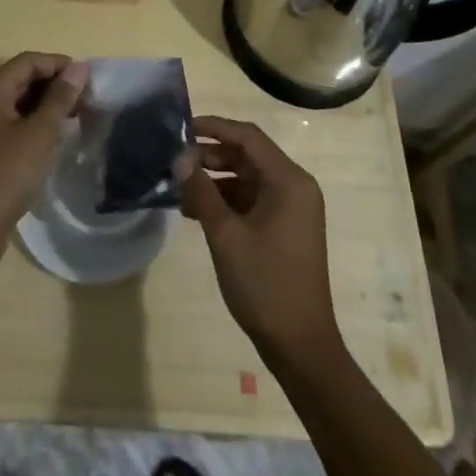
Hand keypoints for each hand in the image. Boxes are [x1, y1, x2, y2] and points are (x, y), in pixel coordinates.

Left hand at [0, 52, 86, 274]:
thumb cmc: (3, 175)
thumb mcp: (39, 134)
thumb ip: (60, 98)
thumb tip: (80, 67)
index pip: (28, 61)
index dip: (59, 64)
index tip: (88, 79)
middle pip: (22, 80)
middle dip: (55, 85)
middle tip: (87, 100)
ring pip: (19, 104)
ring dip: (48, 107)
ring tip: (78, 118)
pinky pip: (14, 126)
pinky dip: (36, 126)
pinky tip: (56, 140)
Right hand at [177, 115, 339, 361]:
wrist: (300, 348)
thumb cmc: (265, 285)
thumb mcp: (225, 235)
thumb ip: (201, 190)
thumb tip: (178, 156)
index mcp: (288, 180)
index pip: (248, 137)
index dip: (214, 127)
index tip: (181, 128)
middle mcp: (294, 186)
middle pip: (247, 155)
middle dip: (210, 155)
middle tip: (175, 161)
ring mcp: (291, 208)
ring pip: (247, 178)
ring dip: (215, 180)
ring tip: (179, 188)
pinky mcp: (284, 227)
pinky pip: (251, 199)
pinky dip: (226, 200)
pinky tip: (195, 211)